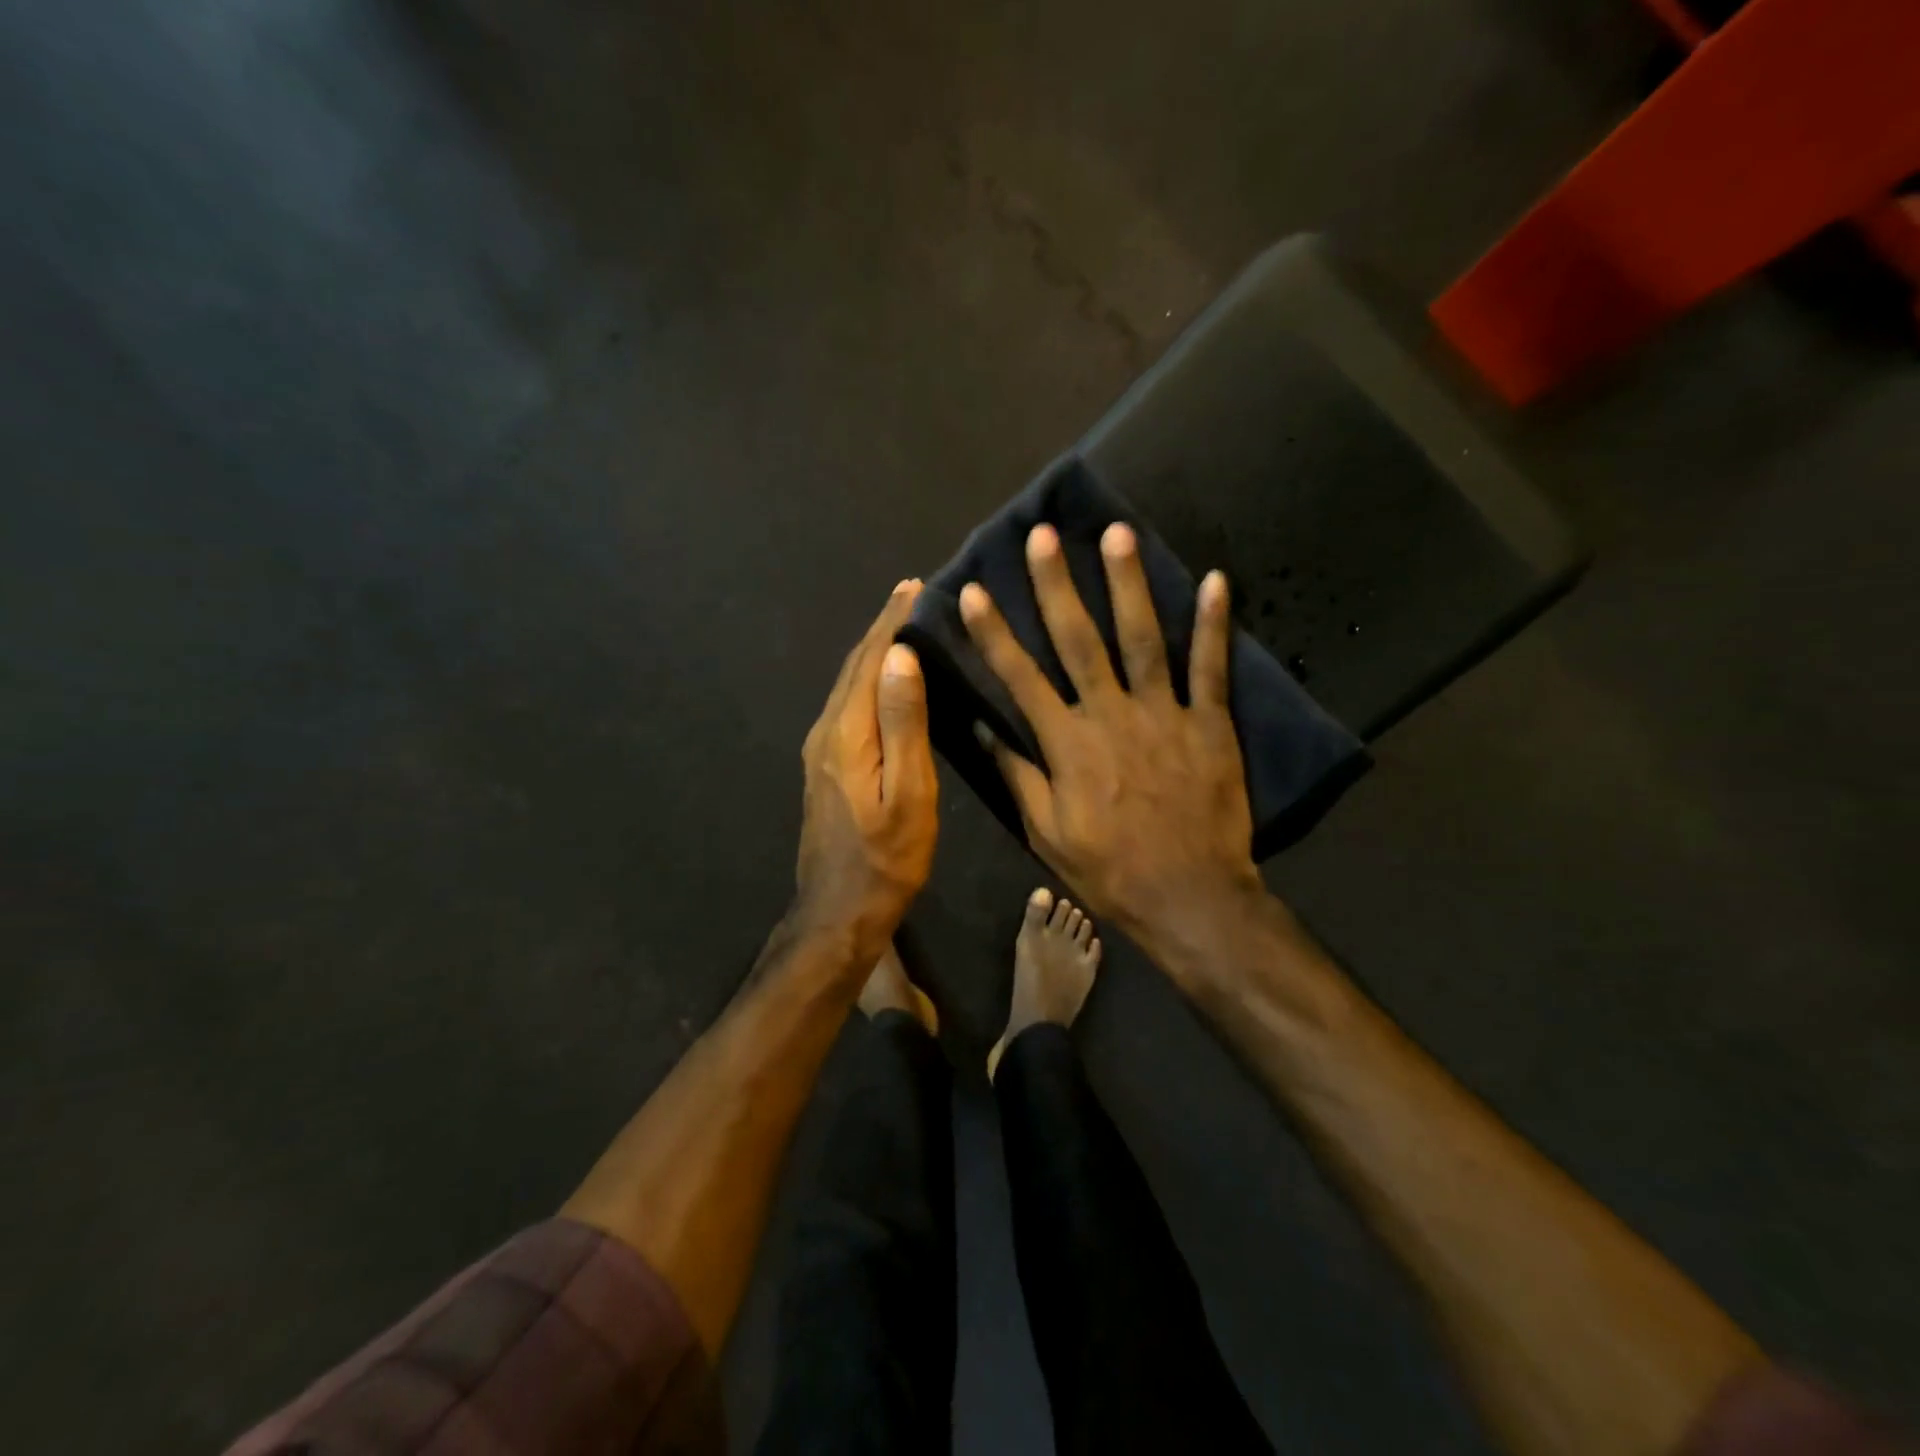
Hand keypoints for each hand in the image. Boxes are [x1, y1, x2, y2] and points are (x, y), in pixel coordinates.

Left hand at [793, 581, 938, 955]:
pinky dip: (868, 679)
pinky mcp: (826, 765)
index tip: (914, 585)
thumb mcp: (907, 793)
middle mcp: (826, 731)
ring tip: (904, 625)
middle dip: (881, 627)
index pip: (869, 660)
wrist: (839, 912)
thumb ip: (903, 723)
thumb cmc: (886, 858)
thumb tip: (899, 656)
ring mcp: (820, 749)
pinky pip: (849, 705)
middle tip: (912, 594)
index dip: (891, 621)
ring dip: (874, 651)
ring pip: (848, 684)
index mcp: (845, 732)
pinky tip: (887, 680)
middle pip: (854, 667)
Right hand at [960, 523, 1261, 948]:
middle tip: (1044, 535)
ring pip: (1143, 638)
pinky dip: (1213, 624)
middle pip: (1079, 640)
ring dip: (1128, 584)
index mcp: (1066, 743)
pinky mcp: (1209, 723)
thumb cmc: (1109, 868)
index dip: (993, 632)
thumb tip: (981, 728)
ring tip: (1117, 533)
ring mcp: (1164, 714)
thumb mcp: (1046, 832)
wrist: (1189, 896)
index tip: (973, 591)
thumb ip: (1016, 775)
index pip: (1020, 677)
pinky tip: (1215, 579)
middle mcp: (1110, 714)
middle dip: (1056, 585)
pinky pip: (1211, 667)